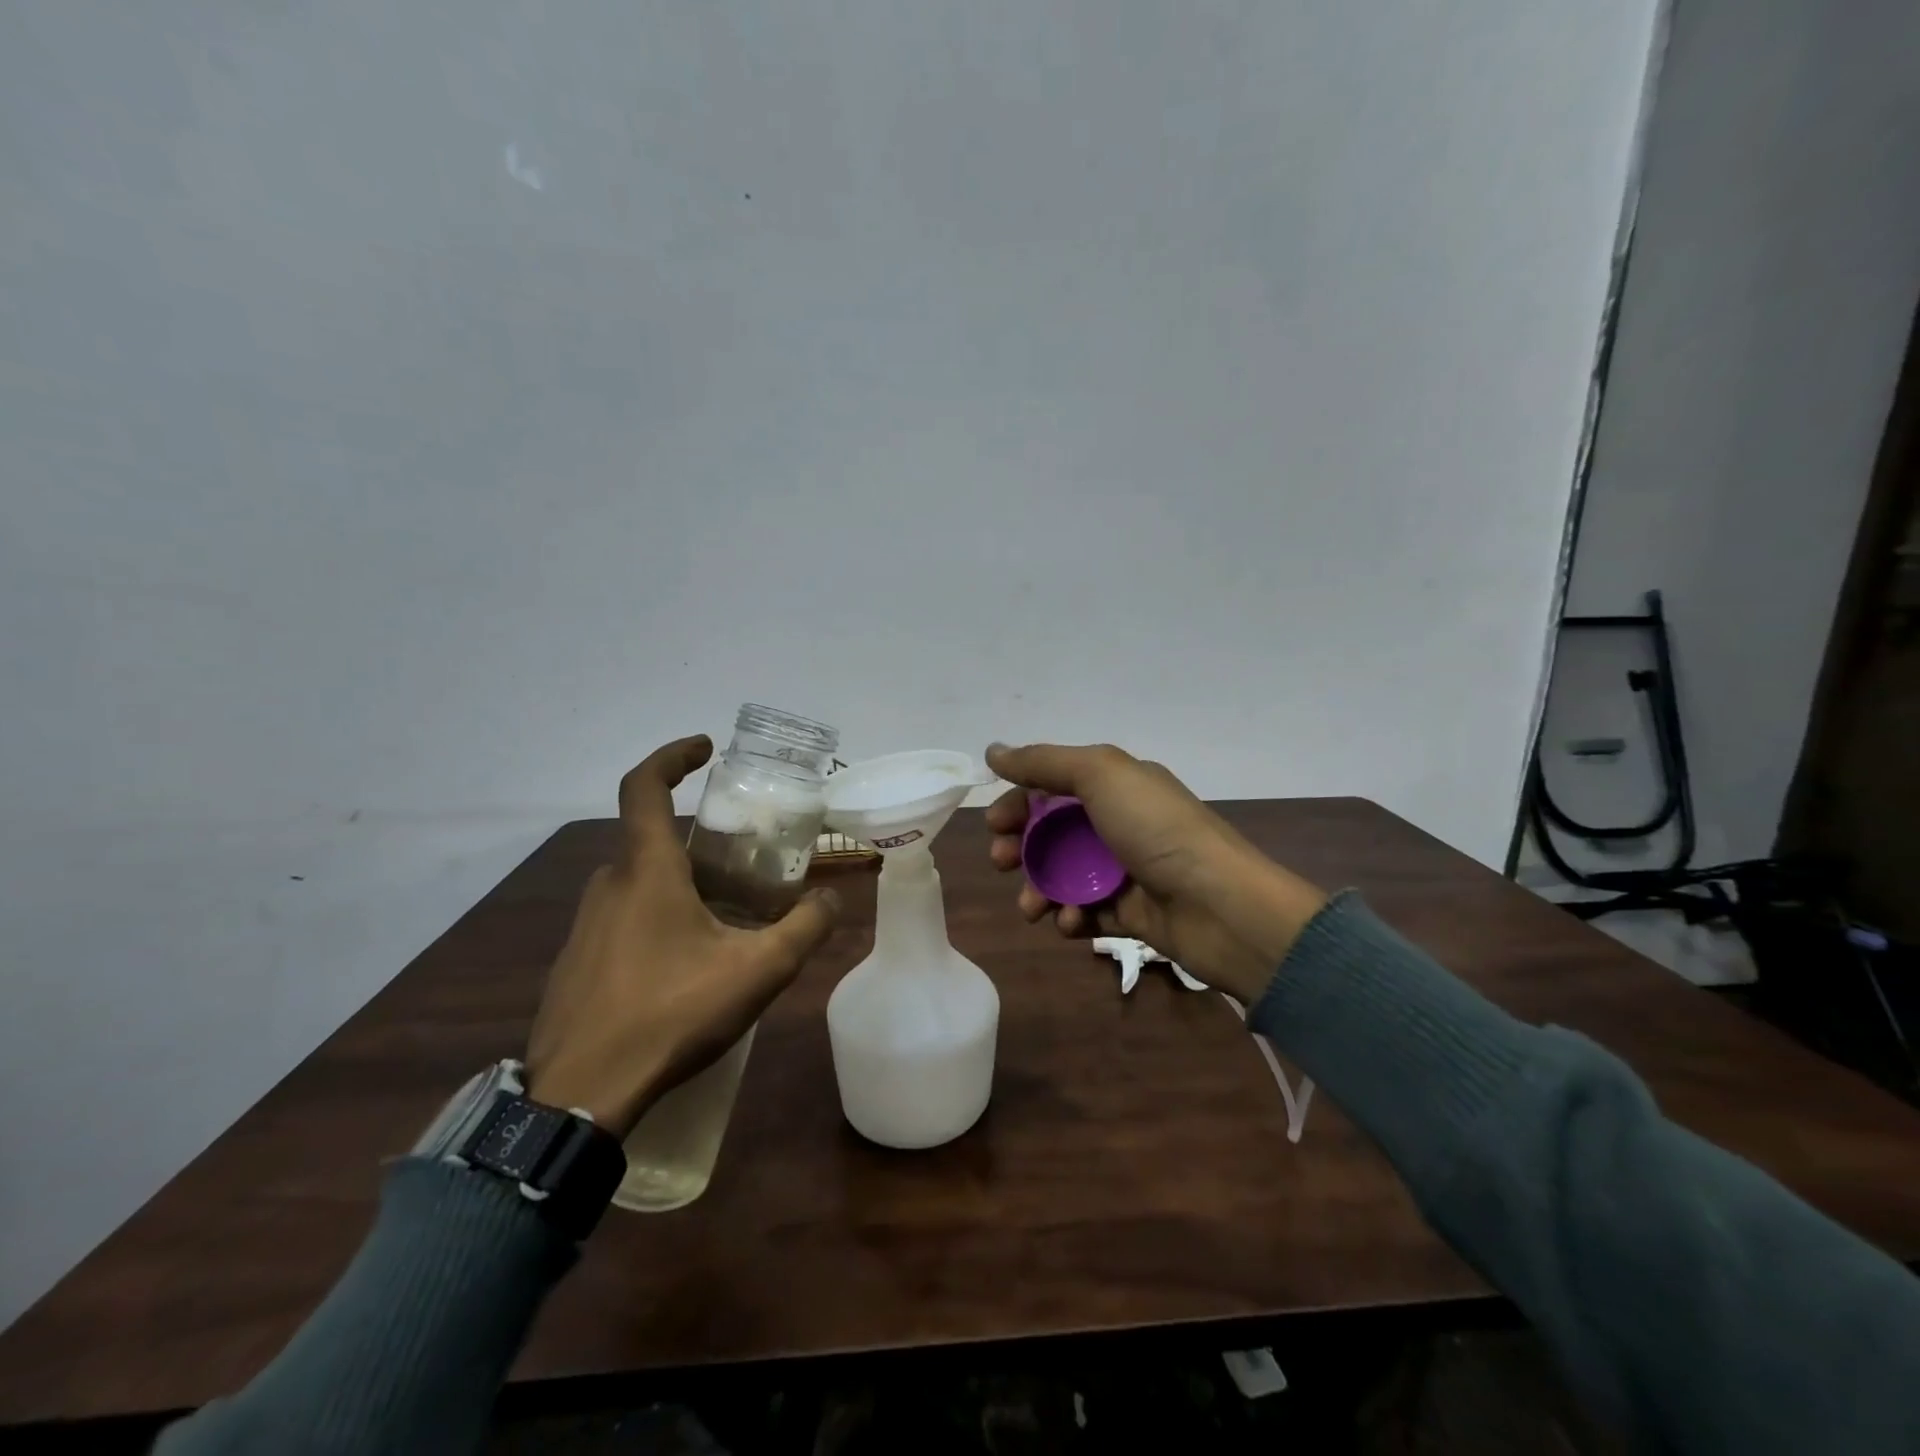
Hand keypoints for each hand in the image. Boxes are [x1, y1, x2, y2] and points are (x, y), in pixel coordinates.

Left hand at [524, 735, 841, 1137]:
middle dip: (698, 838)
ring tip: (725, 913)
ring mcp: (585, 926)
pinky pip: (623, 918)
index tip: (705, 747)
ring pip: (639, 881)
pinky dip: (658, 917)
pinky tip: (685, 963)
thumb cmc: (669, 1014)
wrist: (579, 1095)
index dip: (673, 755)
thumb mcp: (756, 971)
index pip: (644, 786)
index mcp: (646, 871)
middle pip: (652, 838)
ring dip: (680, 881)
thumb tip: (832, 899)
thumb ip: (804, 928)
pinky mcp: (577, 962)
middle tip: (743, 856)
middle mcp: (609, 885)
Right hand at [984, 742, 1327, 1003]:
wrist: (1220, 906)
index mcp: (1118, 785)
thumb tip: (993, 751)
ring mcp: (1126, 870)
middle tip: (1002, 862)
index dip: (1020, 802)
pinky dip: (1071, 916)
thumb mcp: (1101, 776)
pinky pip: (1086, 911)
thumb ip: (1044, 762)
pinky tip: (1070, 922)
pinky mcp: (1131, 913)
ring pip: (1064, 875)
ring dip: (1038, 888)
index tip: (994, 823)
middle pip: (1053, 832)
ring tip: (1032, 907)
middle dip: (1021, 846)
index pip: (1053, 786)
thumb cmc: (1157, 830)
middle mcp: (1120, 823)